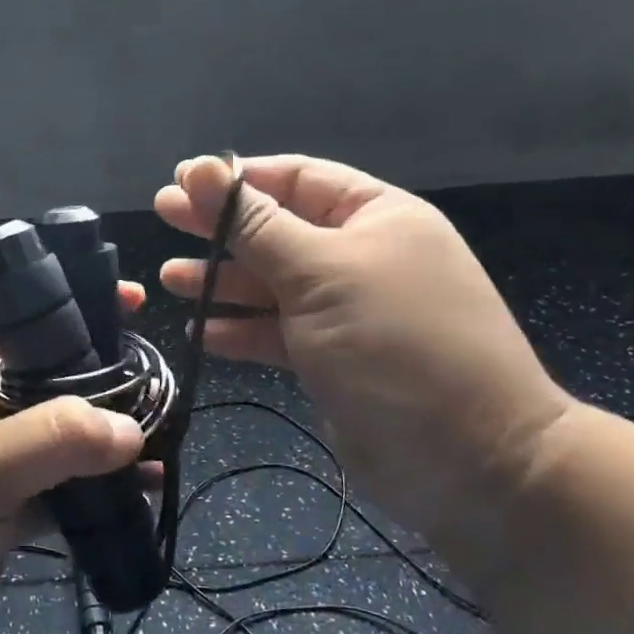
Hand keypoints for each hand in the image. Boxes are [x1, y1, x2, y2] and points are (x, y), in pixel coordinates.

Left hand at [0, 295, 147, 633]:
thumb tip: (134, 430)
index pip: (35, 323)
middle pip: (66, 378)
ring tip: (169, 437)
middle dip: (114, 375)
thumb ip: (56, 438)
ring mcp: (8, 463)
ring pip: (74, 435)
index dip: (81, 306)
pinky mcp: (16, 510)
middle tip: (165, 382)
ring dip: (116, 436)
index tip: (135, 302)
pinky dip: (106, 488)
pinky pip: (72, 488)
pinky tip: (146, 492)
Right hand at [155, 155, 570, 534]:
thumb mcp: (321, 273)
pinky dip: (241, 330)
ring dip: (222, 281)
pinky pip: (278, 332)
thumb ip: (255, 224)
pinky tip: (201, 332)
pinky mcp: (332, 359)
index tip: (181, 182)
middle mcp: (360, 256)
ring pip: (272, 284)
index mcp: (374, 217)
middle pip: (277, 230)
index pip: (296, 179)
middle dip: (219, 227)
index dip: (237, 179)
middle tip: (162, 219)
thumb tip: (203, 170)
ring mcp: (346, 311)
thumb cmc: (396, 346)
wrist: (472, 463)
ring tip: (168, 279)